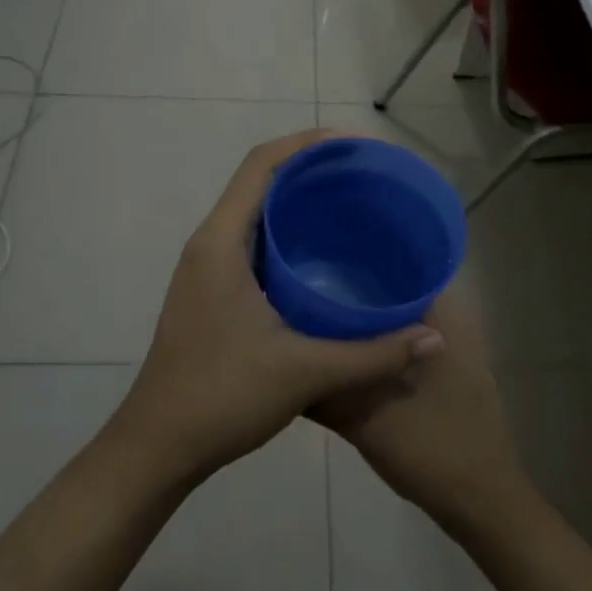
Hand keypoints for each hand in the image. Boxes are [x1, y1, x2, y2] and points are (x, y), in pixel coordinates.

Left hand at [110, 131, 447, 486]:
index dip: (307, 143)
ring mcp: (207, 269)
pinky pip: (253, 242)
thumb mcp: (303, 372)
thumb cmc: (221, 396)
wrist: (157, 446)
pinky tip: (324, 257)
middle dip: (310, 168)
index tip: (355, 144)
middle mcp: (209, 244)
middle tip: (364, 174)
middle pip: (259, 181)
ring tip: (350, 204)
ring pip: (255, 212)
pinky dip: (287, 234)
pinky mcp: (212, 292)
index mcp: (221, 242)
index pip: (261, 164)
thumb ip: (372, 354)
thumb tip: (434, 339)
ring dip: (297, 200)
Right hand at [311, 287, 529, 530]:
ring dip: (368, 322)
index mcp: (441, 315)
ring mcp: (455, 348)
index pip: (398, 264)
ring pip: (402, 319)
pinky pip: (409, 343)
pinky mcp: (450, 373)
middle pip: (396, 291)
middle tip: (310, 294)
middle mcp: (453, 320)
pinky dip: (382, 345)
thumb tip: (284, 361)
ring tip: (321, 320)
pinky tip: (350, 357)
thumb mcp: (365, 420)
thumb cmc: (431, 450)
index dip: (357, 263)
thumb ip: (325, 391)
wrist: (483, 504)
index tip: (319, 265)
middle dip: (356, 293)